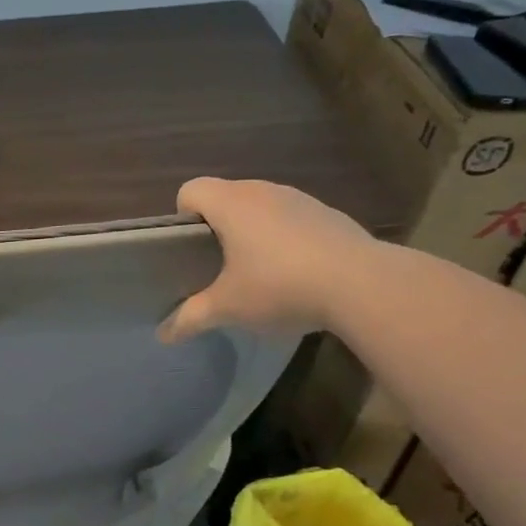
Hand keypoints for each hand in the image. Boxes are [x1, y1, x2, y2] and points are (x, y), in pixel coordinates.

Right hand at [159, 177, 380, 340]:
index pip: (190, 190)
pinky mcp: (327, 214)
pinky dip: (284, 238)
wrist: (362, 284)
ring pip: (260, 207)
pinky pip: (291, 219)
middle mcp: (262, 190)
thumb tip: (163, 334)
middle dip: (216, 228)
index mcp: (231, 203)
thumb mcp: (228, 308)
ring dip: (251, 232)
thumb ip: (191, 317)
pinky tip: (295, 273)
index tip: (188, 251)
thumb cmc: (280, 286)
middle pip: (225, 197)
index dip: (182, 217)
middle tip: (217, 268)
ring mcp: (299, 199)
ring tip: (257, 272)